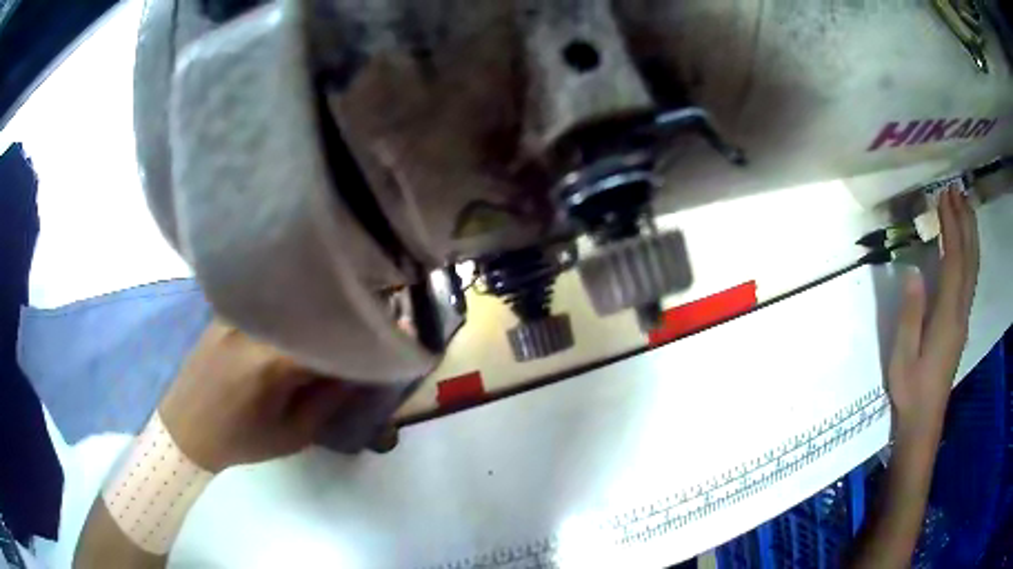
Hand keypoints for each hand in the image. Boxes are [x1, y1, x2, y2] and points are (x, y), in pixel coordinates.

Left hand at [158, 320, 350, 472]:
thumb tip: (359, 369)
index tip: (387, 338)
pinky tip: (296, 320)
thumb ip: (329, 399)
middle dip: (341, 317)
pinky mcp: (224, 312)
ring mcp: (235, 314)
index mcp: (271, 362)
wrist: (185, 429)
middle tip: (365, 324)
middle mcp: (253, 327)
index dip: (361, 336)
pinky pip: (265, 304)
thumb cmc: (241, 440)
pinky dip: (287, 309)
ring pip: (287, 302)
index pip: (329, 337)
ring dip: (314, 310)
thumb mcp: (292, 435)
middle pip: (310, 310)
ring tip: (332, 320)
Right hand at [887, 189, 978, 445]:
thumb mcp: (902, 355)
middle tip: (957, 191)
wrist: (924, 419)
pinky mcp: (961, 323)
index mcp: (947, 316)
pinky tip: (967, 245)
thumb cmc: (911, 389)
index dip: (951, 228)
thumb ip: (910, 315)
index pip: (954, 262)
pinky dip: (971, 254)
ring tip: (966, 207)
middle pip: (969, 260)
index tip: (943, 198)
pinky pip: (971, 279)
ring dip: (971, 235)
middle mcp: (961, 311)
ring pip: (973, 268)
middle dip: (965, 222)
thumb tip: (913, 272)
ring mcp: (964, 317)